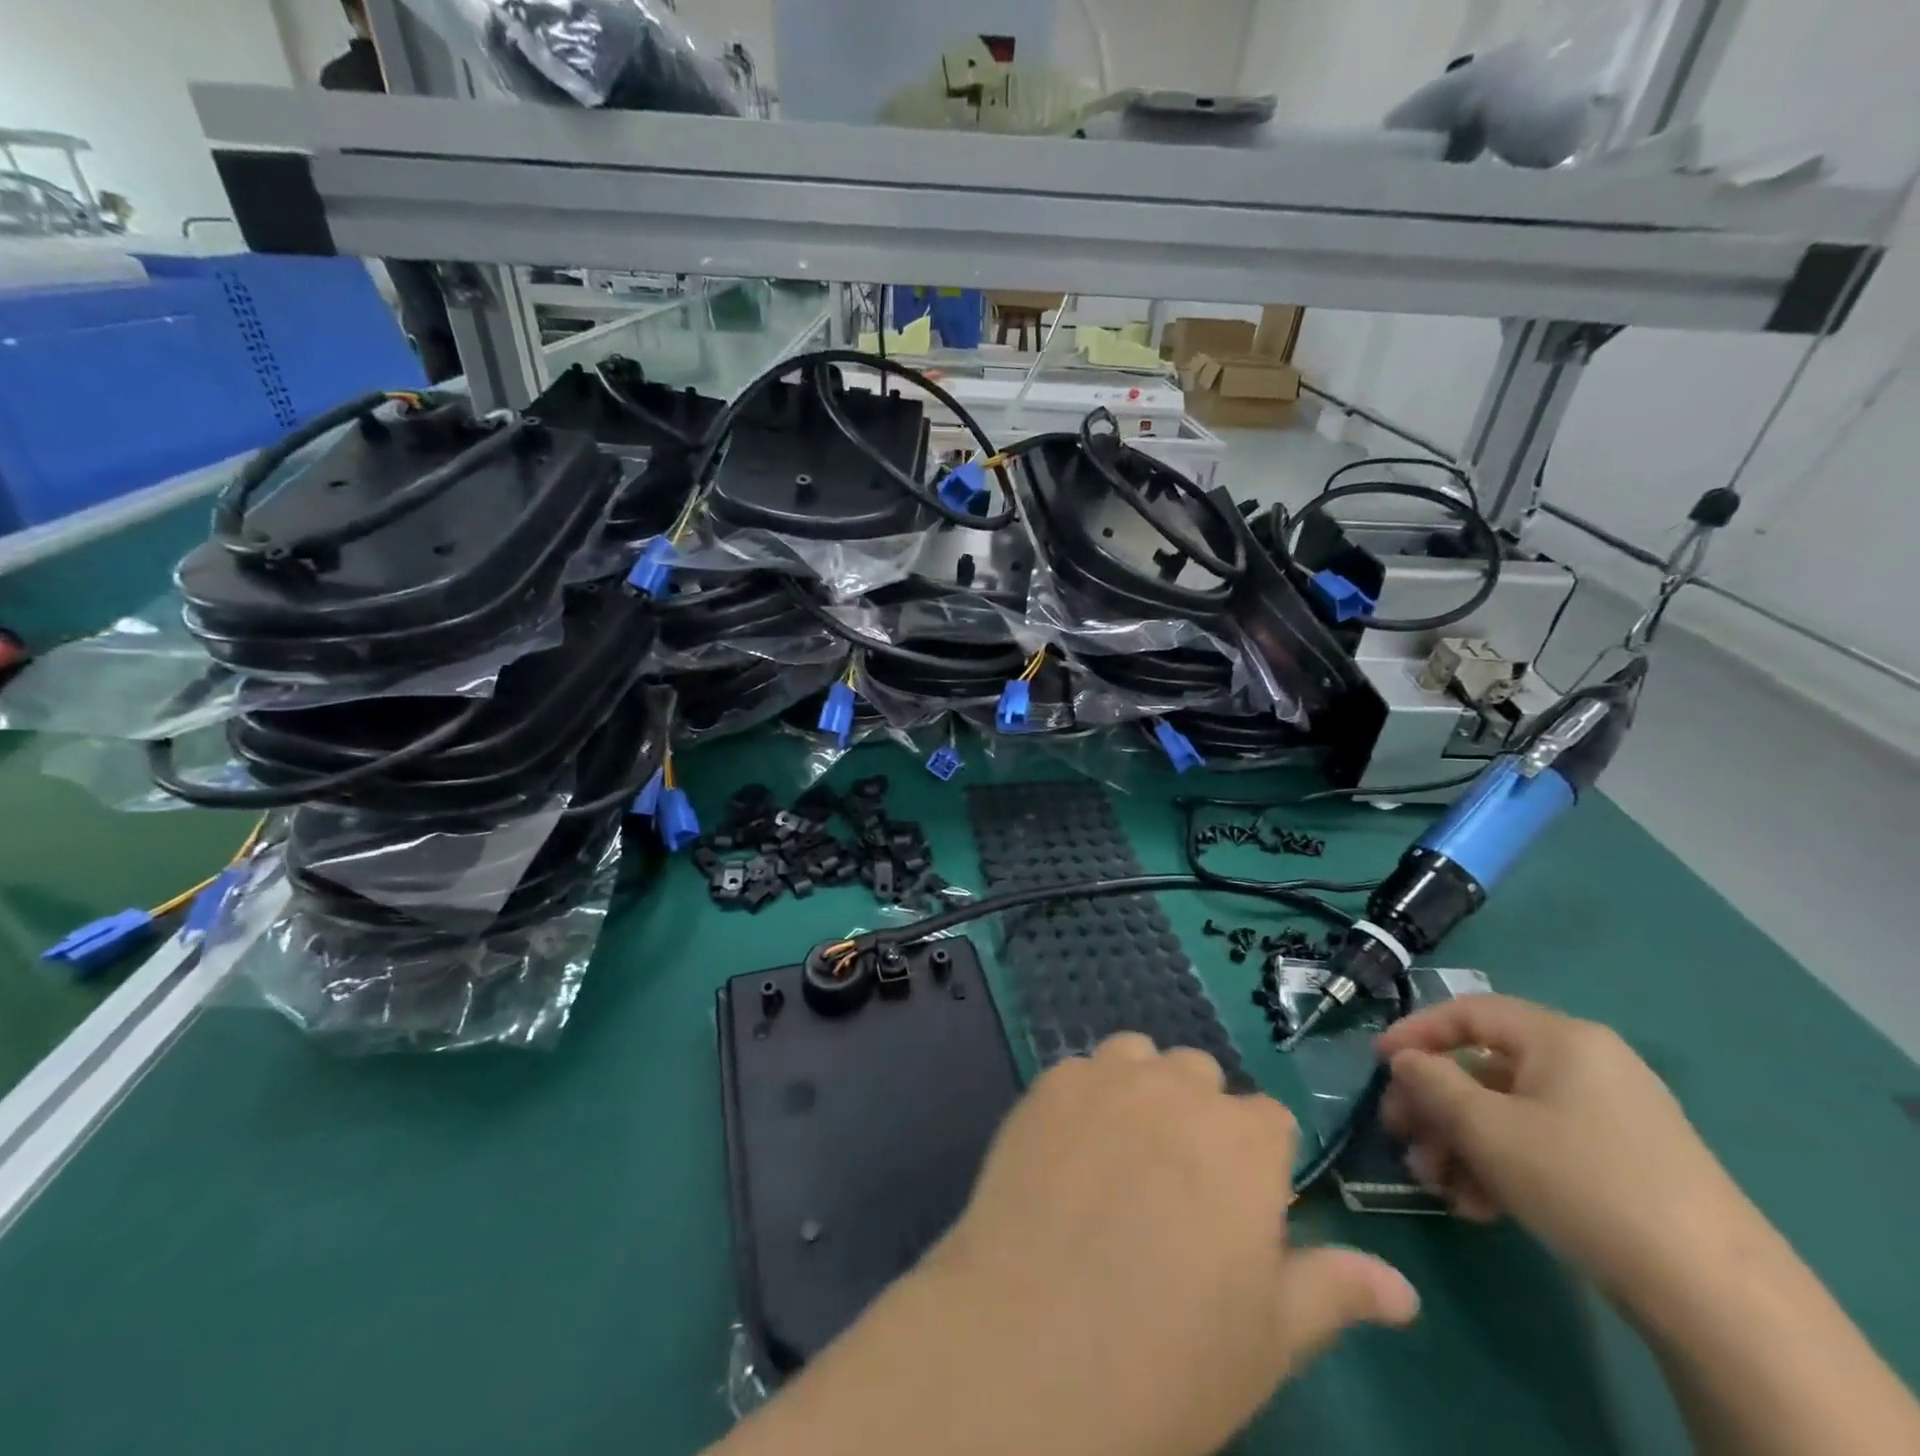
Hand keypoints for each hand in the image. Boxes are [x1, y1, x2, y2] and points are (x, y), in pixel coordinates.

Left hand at [912, 1034, 1419, 1455]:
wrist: (1033, 1352)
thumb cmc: (1171, 1358)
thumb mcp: (1271, 1338)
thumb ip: (1335, 1290)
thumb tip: (1403, 1289)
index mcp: (1245, 1141)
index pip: (1269, 1120)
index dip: (1257, 1163)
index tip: (1238, 1210)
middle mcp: (1177, 1089)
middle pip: (1200, 1077)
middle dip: (1199, 1118)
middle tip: (1174, 1189)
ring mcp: (1105, 1078)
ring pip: (1138, 1058)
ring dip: (1142, 1090)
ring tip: (1121, 1159)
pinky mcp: (1046, 1085)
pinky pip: (1079, 1072)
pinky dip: (1084, 1099)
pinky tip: (1067, 1155)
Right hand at [1376, 995, 1752, 1303]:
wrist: (1717, 1297)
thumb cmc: (1582, 1181)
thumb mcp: (1485, 1127)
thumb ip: (1430, 1083)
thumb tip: (1404, 1060)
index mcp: (1560, 1038)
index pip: (1469, 1012)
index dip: (1415, 1032)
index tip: (1379, 1064)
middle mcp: (1588, 1065)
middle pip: (1484, 1069)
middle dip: (1435, 1106)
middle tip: (1402, 1139)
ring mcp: (1611, 1118)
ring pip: (1508, 1113)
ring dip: (1462, 1144)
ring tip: (1438, 1186)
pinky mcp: (1625, 1166)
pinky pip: (1542, 1146)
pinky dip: (1502, 1167)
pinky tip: (1480, 1208)